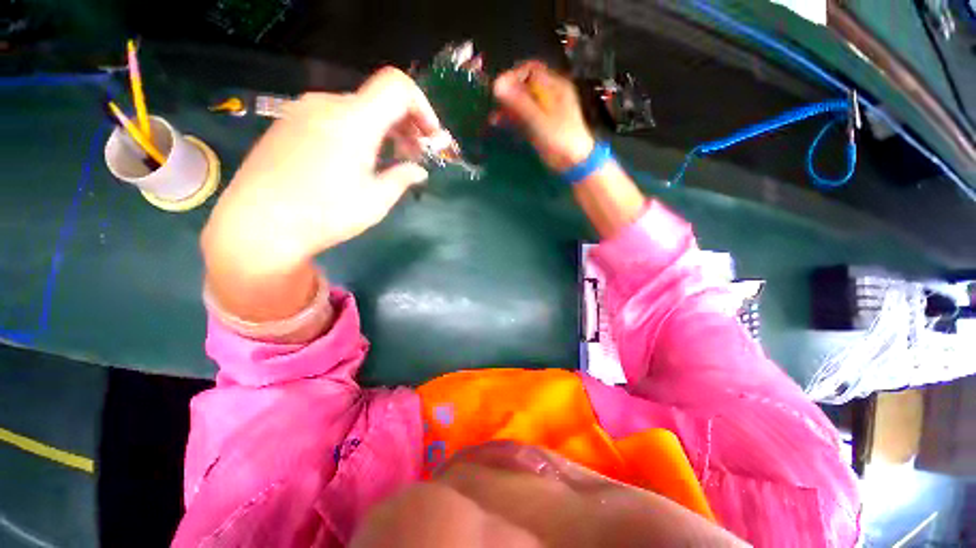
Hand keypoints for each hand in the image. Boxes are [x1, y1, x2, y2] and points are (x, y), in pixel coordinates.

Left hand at [203, 67, 441, 277]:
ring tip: (388, 160)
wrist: (257, 224)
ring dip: (381, 129)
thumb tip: (418, 171)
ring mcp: (303, 111)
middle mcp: (328, 104)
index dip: (422, 106)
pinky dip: (356, 131)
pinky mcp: (288, 123)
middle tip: (414, 155)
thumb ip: (402, 178)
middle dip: (405, 124)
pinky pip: (333, 117)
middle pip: (378, 98)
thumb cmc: (325, 213)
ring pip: (356, 109)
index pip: (397, 86)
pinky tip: (356, 159)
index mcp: (354, 119)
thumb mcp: (375, 201)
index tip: (430, 137)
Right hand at [493, 61, 594, 171]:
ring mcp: (544, 111)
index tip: (499, 88)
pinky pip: (522, 116)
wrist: (574, 163)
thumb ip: (519, 102)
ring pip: (522, 102)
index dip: (513, 76)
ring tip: (494, 117)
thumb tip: (497, 84)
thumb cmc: (560, 139)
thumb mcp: (539, 120)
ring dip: (507, 107)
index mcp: (554, 86)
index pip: (530, 70)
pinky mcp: (539, 125)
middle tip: (494, 103)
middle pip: (524, 86)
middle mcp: (549, 94)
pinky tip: (499, 123)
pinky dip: (511, 119)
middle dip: (508, 93)